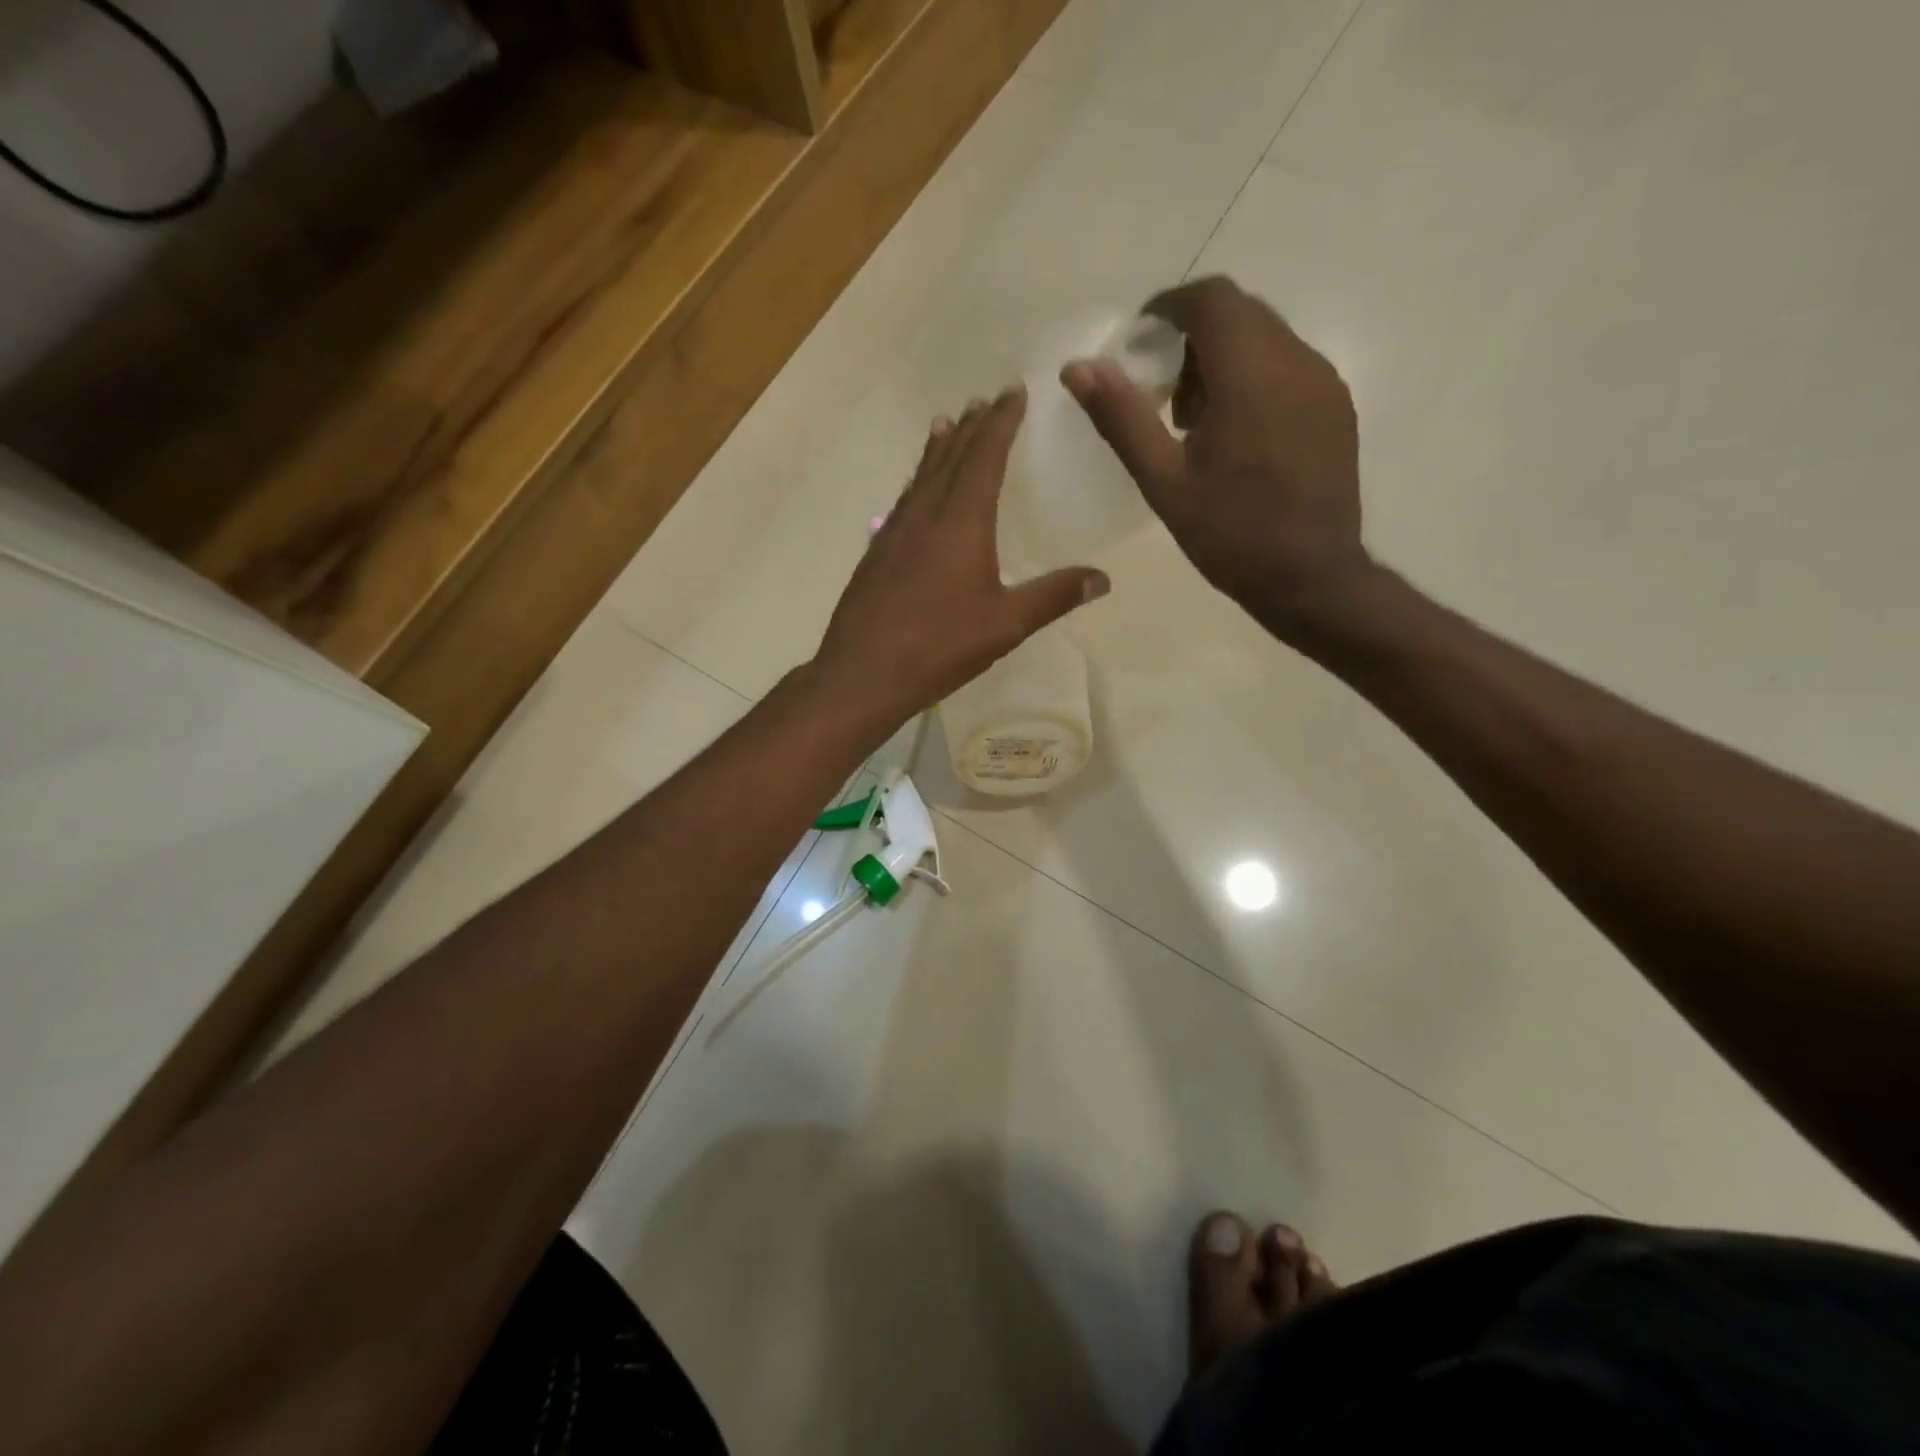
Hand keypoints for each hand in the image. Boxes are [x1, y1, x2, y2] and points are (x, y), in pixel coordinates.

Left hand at [812, 386, 1109, 726]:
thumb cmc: (939, 645)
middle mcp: (925, 514)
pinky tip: (916, 491)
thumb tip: (1102, 578)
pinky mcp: (876, 553)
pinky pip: (904, 500)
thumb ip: (1053, 596)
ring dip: (939, 448)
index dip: (1000, 422)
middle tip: (985, 399)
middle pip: (951, 457)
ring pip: (922, 476)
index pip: (984, 456)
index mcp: (961, 521)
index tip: (1013, 392)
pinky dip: (917, 480)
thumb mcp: (1005, 625)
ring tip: (947, 423)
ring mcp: (894, 532)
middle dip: (972, 426)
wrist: (863, 672)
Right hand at [1062, 276, 1377, 641]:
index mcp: (1251, 375)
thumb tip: (1078, 367)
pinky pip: (1289, 364)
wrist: (1310, 577)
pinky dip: (1253, 377)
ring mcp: (1324, 382)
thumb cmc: (1229, 534)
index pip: (1211, 300)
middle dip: (1193, 336)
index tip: (1140, 341)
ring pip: (1266, 336)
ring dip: (1224, 358)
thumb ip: (1122, 418)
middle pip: (1240, 313)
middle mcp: (1297, 361)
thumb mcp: (1163, 481)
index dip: (1169, 308)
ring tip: (1196, 421)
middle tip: (1163, 392)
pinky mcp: (1336, 405)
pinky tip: (1236, 434)